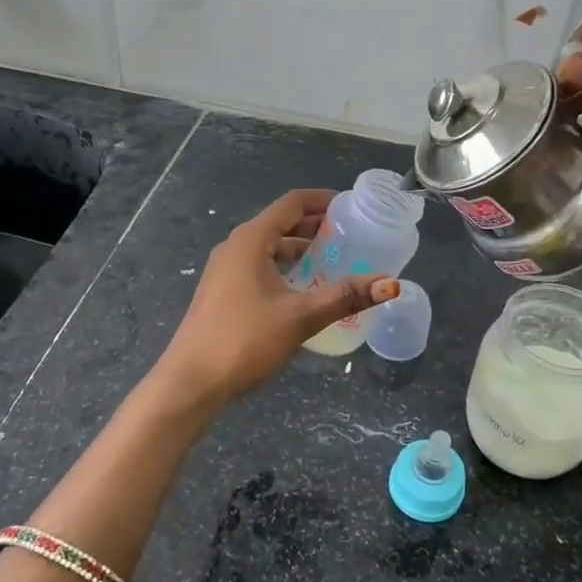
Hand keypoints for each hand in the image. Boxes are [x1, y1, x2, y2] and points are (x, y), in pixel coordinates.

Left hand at [153, 189, 398, 407]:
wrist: (191, 381)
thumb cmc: (245, 339)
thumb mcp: (301, 316)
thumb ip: (345, 296)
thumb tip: (390, 284)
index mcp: (251, 240)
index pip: (291, 203)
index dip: (322, 200)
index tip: (352, 206)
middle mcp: (235, 246)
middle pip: (280, 222)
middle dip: (314, 225)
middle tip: (350, 234)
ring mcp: (225, 269)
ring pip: (270, 246)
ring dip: (300, 248)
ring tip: (333, 259)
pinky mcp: (223, 291)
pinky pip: (260, 265)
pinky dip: (285, 266)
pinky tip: (303, 287)